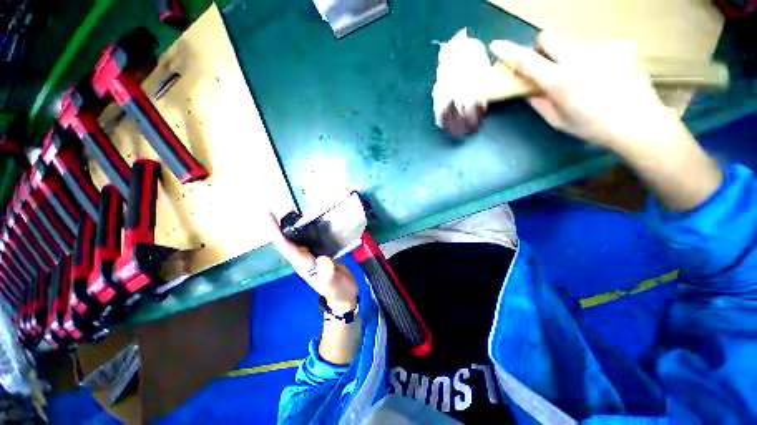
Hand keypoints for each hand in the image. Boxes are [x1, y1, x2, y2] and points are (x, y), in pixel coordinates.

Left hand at [265, 213, 358, 313]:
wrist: (345, 296)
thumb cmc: (338, 291)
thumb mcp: (333, 284)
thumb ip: (327, 273)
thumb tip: (322, 258)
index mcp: (303, 265)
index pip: (285, 246)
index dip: (276, 231)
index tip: (268, 215)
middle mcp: (304, 259)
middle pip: (287, 241)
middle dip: (279, 226)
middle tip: (277, 210)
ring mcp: (312, 256)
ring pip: (297, 240)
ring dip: (291, 227)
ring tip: (292, 213)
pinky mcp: (320, 254)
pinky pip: (310, 240)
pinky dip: (307, 230)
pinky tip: (312, 222)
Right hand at [490, 32, 675, 148]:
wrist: (639, 122)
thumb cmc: (593, 127)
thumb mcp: (558, 121)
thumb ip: (539, 102)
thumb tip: (527, 89)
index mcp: (561, 82)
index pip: (528, 62)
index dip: (509, 53)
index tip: (496, 45)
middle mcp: (580, 59)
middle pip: (548, 37)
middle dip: (540, 49)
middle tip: (546, 66)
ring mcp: (601, 49)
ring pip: (570, 40)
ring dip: (563, 53)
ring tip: (578, 73)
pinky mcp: (617, 46)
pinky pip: (591, 46)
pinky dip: (585, 57)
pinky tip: (598, 74)